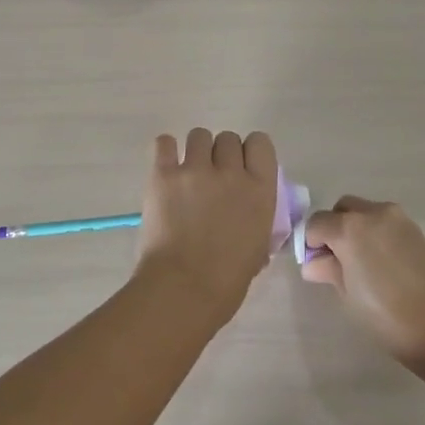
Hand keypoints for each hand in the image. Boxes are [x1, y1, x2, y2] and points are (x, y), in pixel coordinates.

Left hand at [136, 129, 278, 320]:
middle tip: (212, 179)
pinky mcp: (163, 174)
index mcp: (260, 189)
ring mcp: (195, 169)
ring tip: (187, 174)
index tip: (242, 168)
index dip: (250, 152)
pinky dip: (165, 151)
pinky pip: (164, 142)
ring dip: (195, 151)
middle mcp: (230, 171)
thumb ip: (257, 218)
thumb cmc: (227, 280)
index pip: (261, 143)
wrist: (184, 289)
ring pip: (199, 136)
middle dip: (221, 155)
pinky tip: (166, 167)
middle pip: (228, 138)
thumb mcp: (259, 246)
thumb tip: (250, 213)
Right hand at [301, 196, 424, 365]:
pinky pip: (385, 222)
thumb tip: (314, 263)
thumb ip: (329, 270)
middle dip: (334, 228)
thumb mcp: (348, 295)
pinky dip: (375, 233)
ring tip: (360, 263)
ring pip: (365, 212)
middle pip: (342, 209)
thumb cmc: (387, 315)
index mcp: (349, 228)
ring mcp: (398, 218)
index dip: (311, 243)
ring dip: (355, 228)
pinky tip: (381, 263)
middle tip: (336, 260)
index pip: (316, 223)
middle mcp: (373, 213)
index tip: (316, 264)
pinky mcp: (416, 230)